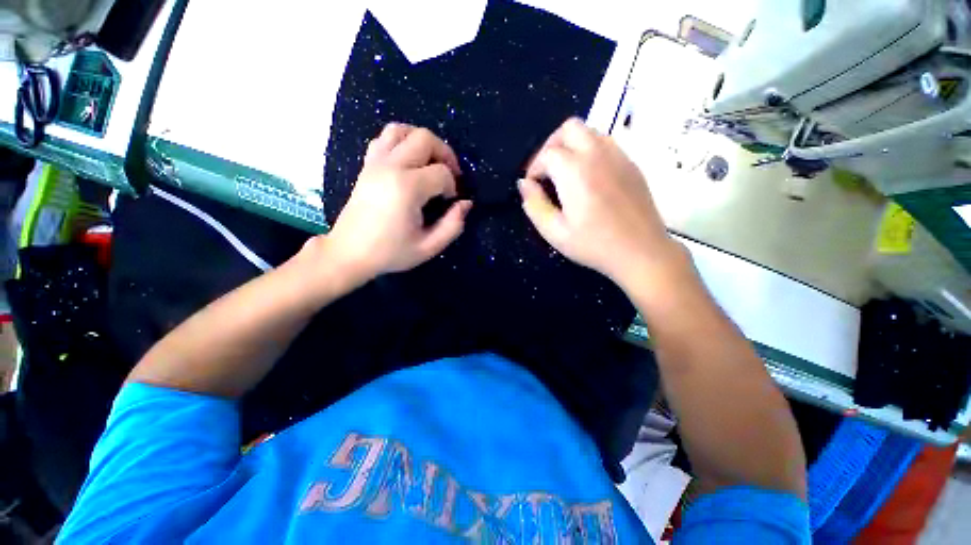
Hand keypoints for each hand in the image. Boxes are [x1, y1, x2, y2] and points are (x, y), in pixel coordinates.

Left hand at [313, 123, 471, 285]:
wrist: (349, 252)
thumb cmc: (390, 252)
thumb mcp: (428, 247)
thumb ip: (453, 225)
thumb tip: (466, 203)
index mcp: (407, 188)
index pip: (442, 172)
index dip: (453, 186)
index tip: (451, 201)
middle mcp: (391, 167)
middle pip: (425, 139)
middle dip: (445, 153)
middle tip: (451, 175)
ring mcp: (375, 162)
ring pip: (402, 130)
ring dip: (422, 141)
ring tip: (431, 162)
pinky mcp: (367, 164)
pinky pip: (385, 138)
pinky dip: (401, 141)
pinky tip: (409, 161)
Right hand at [519, 118, 683, 289]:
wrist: (641, 252)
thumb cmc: (594, 245)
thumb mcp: (554, 232)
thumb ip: (534, 205)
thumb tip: (524, 184)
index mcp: (575, 171)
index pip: (547, 153)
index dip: (534, 168)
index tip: (532, 187)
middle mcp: (598, 154)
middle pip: (569, 128)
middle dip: (551, 145)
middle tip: (547, 171)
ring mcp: (619, 156)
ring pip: (590, 132)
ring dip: (571, 146)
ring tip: (566, 174)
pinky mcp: (632, 165)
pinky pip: (607, 144)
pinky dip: (590, 152)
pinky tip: (589, 178)